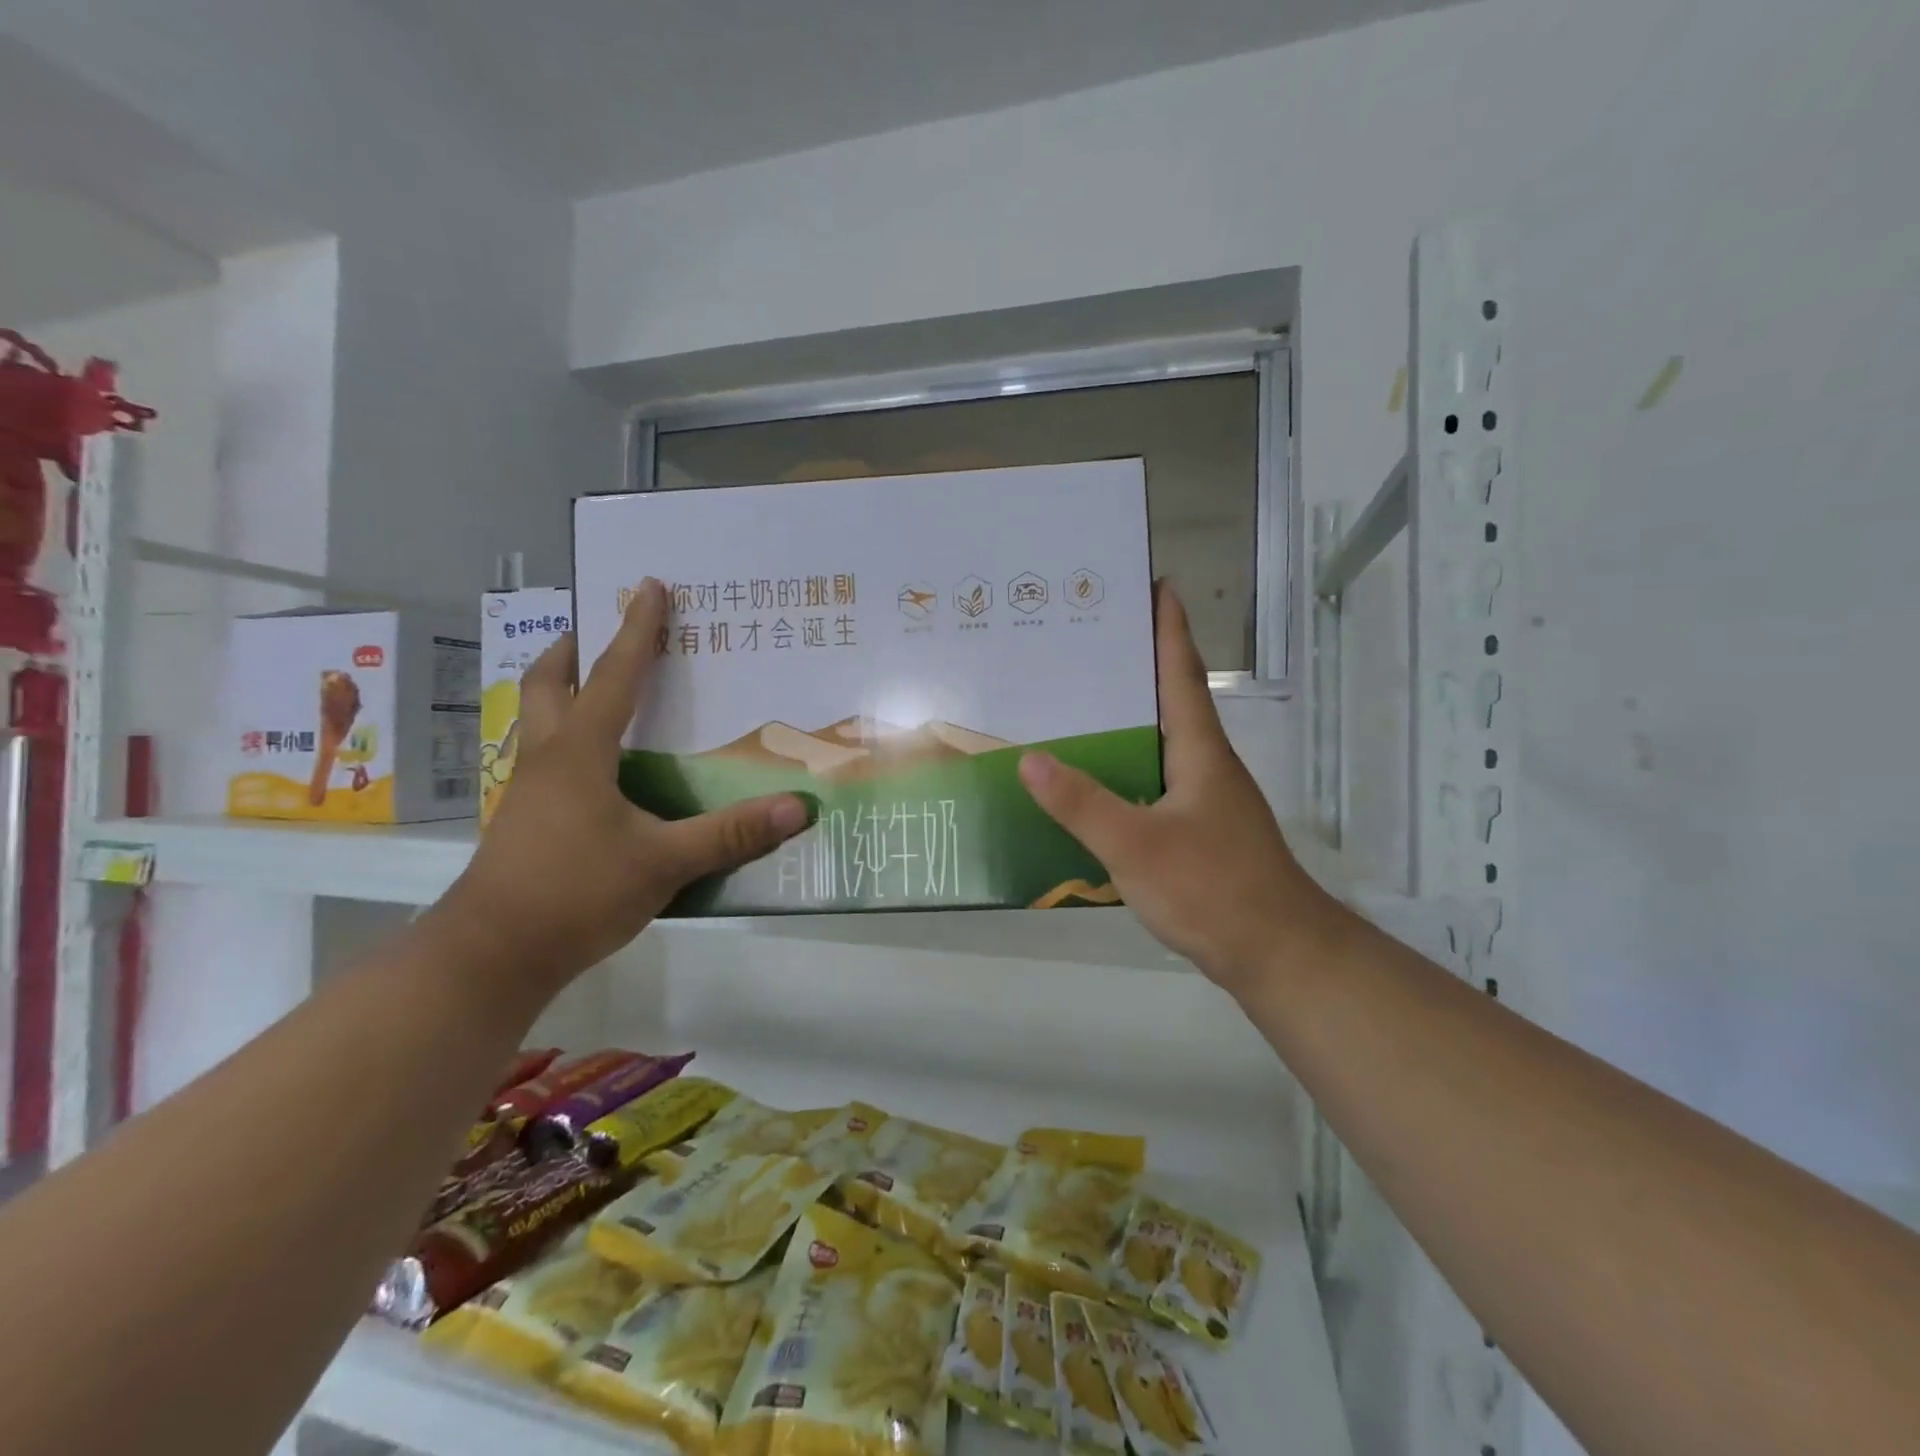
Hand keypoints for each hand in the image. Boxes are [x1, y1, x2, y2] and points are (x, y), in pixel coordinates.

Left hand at [442, 579, 811, 991]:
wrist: (491, 957)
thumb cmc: (574, 894)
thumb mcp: (663, 863)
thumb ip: (731, 834)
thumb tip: (799, 807)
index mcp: (579, 753)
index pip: (615, 676)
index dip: (637, 630)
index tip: (649, 586)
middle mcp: (548, 759)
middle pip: (547, 685)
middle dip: (571, 650)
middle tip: (593, 629)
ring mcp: (529, 792)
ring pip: (538, 721)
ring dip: (562, 691)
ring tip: (596, 688)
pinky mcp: (524, 822)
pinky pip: (546, 759)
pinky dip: (568, 738)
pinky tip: (596, 768)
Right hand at [1017, 582, 1337, 991]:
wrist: (1275, 952)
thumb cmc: (1212, 888)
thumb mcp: (1137, 845)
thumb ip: (1082, 804)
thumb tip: (1030, 759)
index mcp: (1199, 751)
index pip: (1181, 673)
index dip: (1169, 628)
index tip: (1155, 585)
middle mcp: (1205, 765)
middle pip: (1169, 701)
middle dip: (1135, 667)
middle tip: (1086, 644)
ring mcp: (1205, 799)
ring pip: (1160, 744)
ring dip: (1128, 719)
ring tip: (1078, 705)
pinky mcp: (1198, 830)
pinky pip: (1154, 781)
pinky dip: (1125, 767)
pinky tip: (1094, 782)